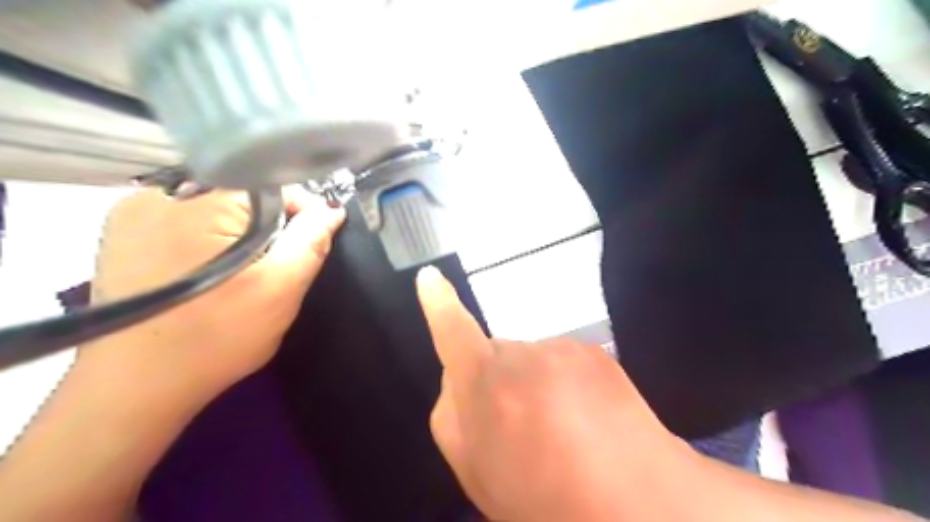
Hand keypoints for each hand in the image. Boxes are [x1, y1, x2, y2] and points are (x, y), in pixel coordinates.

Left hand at [82, 188, 344, 403]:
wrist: (136, 387)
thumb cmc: (217, 336)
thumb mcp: (282, 288)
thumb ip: (311, 240)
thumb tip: (332, 209)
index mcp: (203, 199)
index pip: (273, 185)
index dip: (301, 213)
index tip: (310, 244)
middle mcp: (161, 192)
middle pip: (242, 194)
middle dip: (269, 225)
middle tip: (275, 266)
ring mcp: (133, 212)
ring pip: (214, 207)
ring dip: (239, 232)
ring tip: (244, 272)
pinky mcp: (121, 234)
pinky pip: (184, 220)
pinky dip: (207, 238)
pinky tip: (210, 271)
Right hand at [418, 268, 691, 519]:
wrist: (633, 504)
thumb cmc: (541, 495)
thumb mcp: (475, 469)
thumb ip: (453, 416)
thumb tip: (456, 380)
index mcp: (484, 383)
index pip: (453, 332)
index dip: (439, 304)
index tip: (430, 277)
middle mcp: (521, 354)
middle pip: (496, 356)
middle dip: (499, 381)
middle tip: (521, 429)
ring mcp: (561, 349)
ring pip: (533, 361)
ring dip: (536, 386)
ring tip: (562, 434)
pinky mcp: (594, 351)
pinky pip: (565, 363)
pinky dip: (568, 385)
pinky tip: (588, 422)